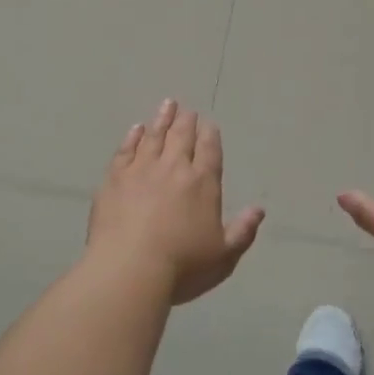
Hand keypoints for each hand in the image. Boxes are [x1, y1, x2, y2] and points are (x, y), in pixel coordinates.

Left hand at [87, 99, 265, 304]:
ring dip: (162, 120)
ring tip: (167, 105)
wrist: (129, 269)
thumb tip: (259, 210)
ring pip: (154, 137)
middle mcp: (173, 168)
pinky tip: (136, 129)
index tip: (209, 123)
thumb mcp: (224, 256)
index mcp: (203, 183)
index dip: (210, 135)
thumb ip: (243, 231)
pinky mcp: (114, 179)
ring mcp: (141, 170)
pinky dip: (132, 137)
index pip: (209, 151)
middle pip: (182, 137)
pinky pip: (125, 150)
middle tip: (187, 109)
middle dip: (186, 121)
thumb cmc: (182, 267)